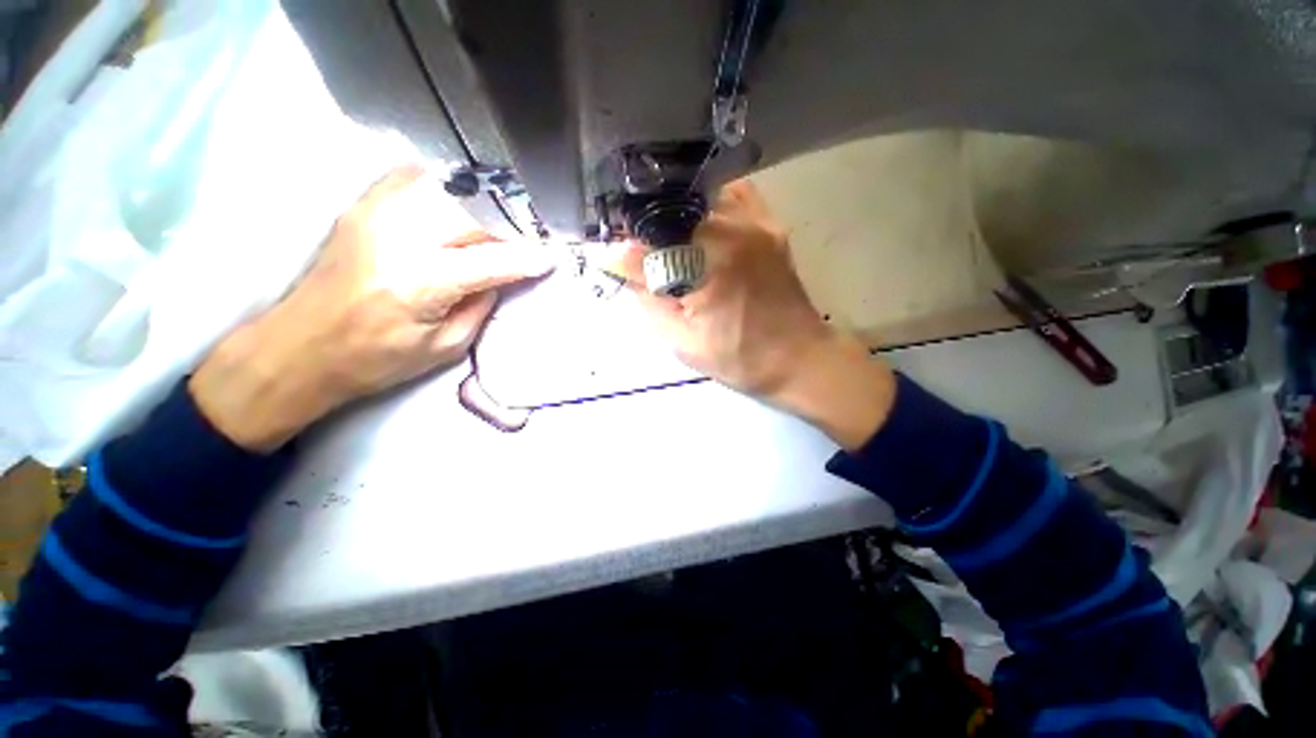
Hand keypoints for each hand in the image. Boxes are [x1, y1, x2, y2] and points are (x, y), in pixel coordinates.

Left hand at [189, 166, 554, 450]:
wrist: (299, 348)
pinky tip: (456, 200)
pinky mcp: (360, 209)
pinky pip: (411, 179)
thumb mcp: (445, 347)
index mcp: (422, 283)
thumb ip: (480, 306)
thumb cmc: (376, 360)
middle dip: (509, 229)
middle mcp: (399, 239)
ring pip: (447, 192)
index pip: (492, 261)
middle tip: (526, 242)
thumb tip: (500, 277)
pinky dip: (442, 186)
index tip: (550, 258)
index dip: (527, 259)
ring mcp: (375, 216)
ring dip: (482, 207)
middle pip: (473, 218)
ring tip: (499, 224)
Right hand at [622, 180, 896, 449]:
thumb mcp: (682, 341)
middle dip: (646, 228)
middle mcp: (737, 228)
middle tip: (635, 252)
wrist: (797, 358)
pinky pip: (731, 196)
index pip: (652, 235)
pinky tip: (697, 227)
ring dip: (674, 215)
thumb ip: (647, 298)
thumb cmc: (739, 358)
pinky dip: (706, 205)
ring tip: (663, 242)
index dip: (626, 244)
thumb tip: (616, 260)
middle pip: (674, 208)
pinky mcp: (770, 225)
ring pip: (700, 195)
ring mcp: (758, 221)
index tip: (612, 255)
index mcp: (714, 260)